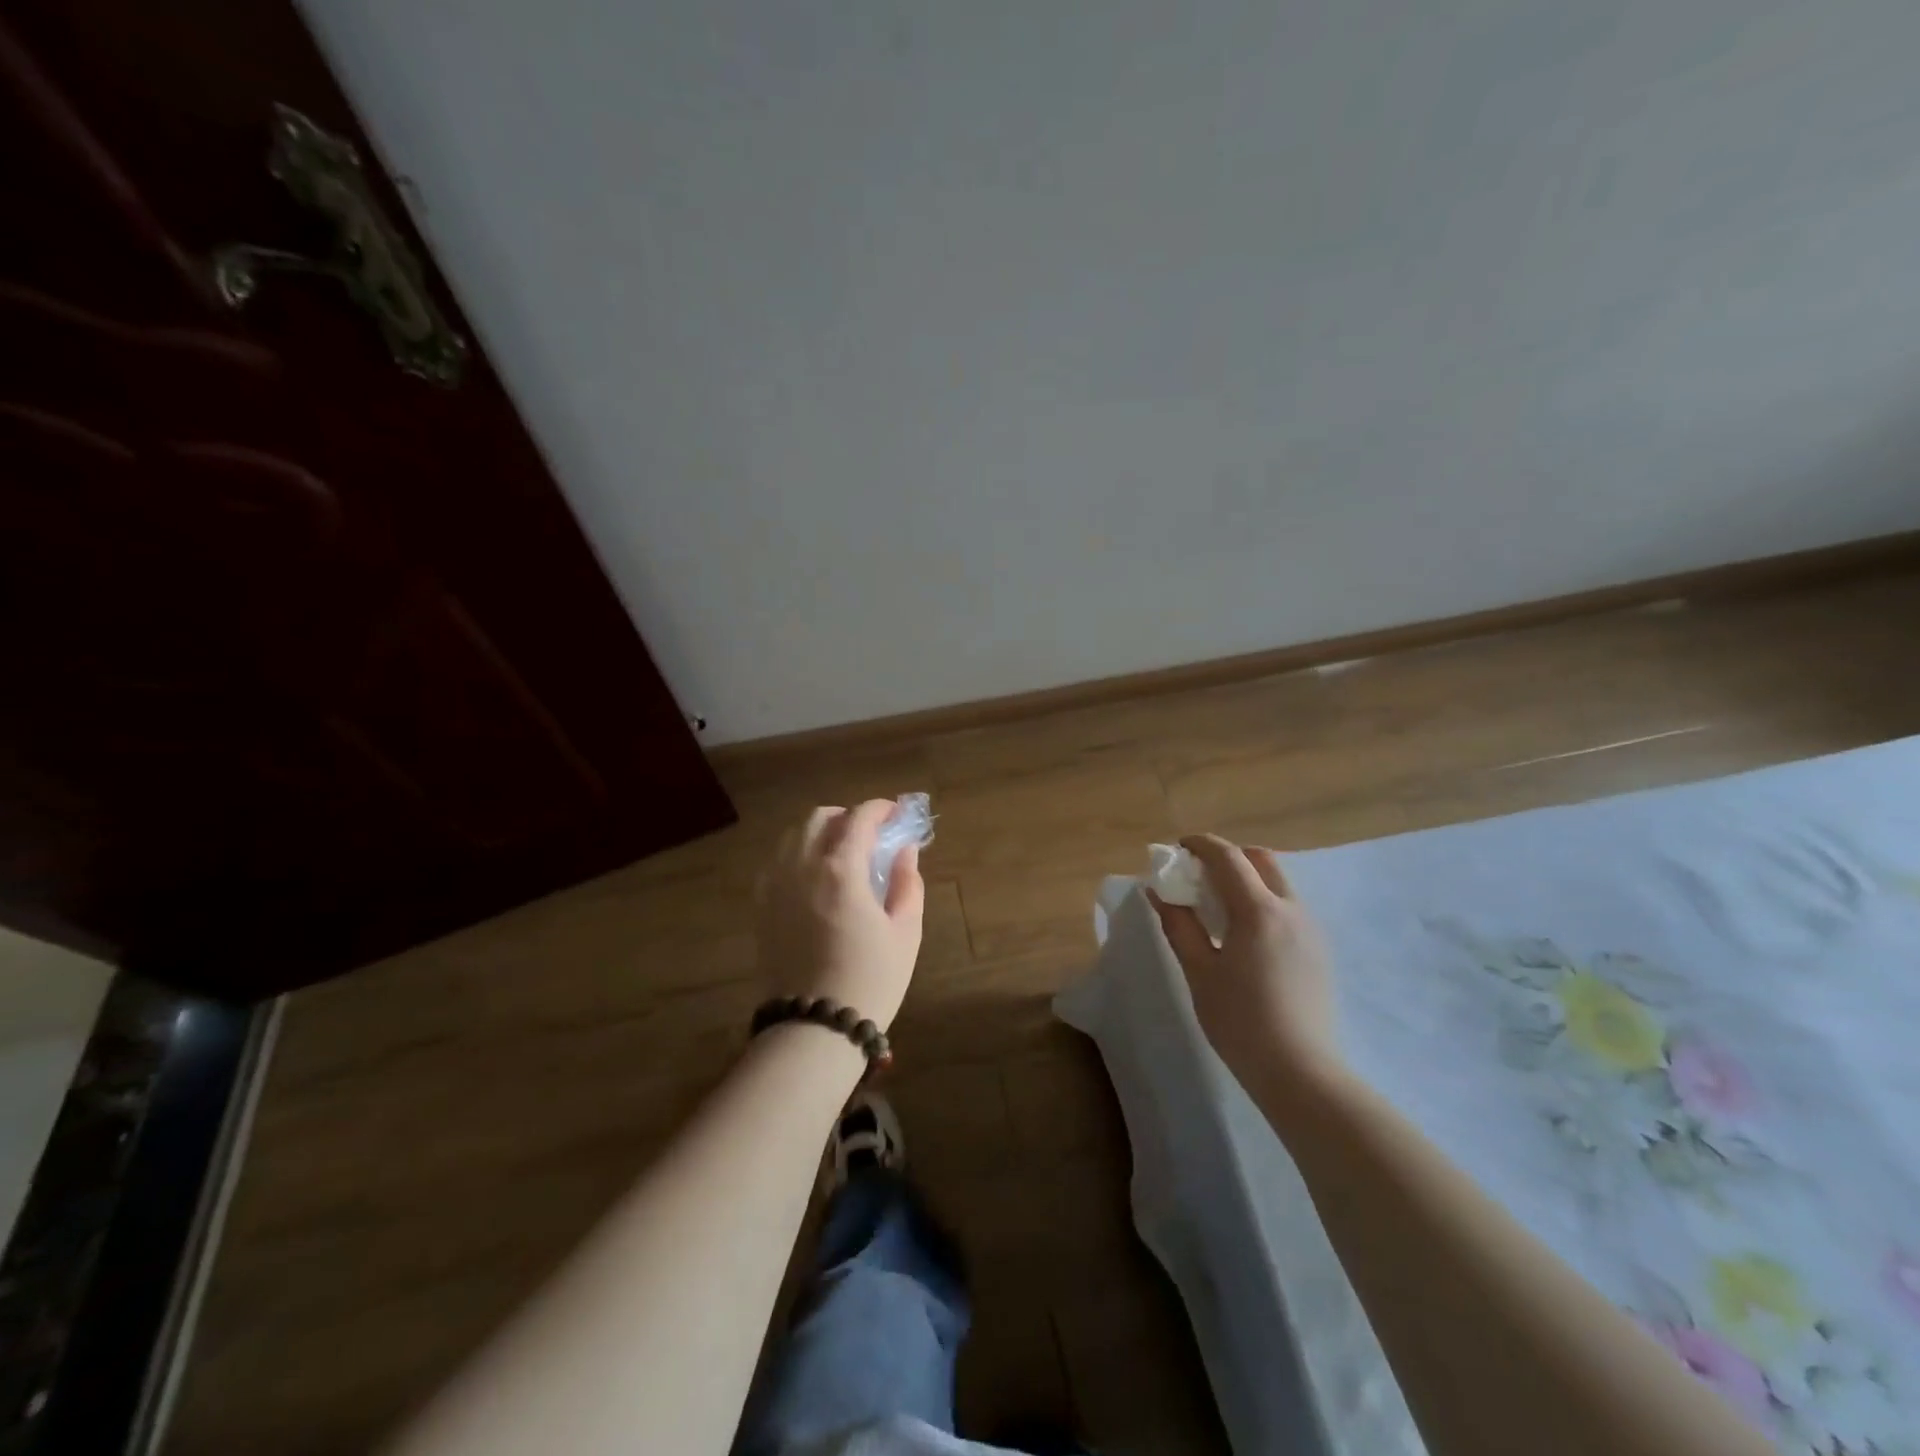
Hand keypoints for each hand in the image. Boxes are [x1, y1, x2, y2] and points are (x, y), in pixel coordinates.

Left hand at [755, 800, 926, 1031]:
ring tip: (841, 853)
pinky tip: (814, 877)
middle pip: (819, 818)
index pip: (859, 818)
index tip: (895, 813)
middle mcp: (801, 866)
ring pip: (793, 836)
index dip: (880, 808)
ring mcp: (774, 885)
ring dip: (820, 832)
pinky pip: (777, 861)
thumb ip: (907, 882)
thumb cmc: (870, 979)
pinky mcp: (760, 906)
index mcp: (840, 869)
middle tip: (869, 834)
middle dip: (847, 816)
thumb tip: (904, 850)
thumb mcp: (905, 932)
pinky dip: (798, 854)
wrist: (813, 1028)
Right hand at [1148, 834, 1341, 1095]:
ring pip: (1278, 882)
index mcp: (1259, 911)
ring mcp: (1311, 929)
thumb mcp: (1199, 972)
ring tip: (1219, 906)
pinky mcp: (1318, 950)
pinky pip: (1288, 906)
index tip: (1178, 847)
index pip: (1229, 857)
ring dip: (1247, 878)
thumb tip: (1158, 892)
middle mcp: (1291, 909)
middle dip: (1229, 856)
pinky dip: (1263, 900)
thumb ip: (1179, 925)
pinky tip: (1244, 934)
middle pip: (1261, 860)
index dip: (1201, 844)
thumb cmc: (1240, 1021)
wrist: (1300, 1072)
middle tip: (1199, 875)